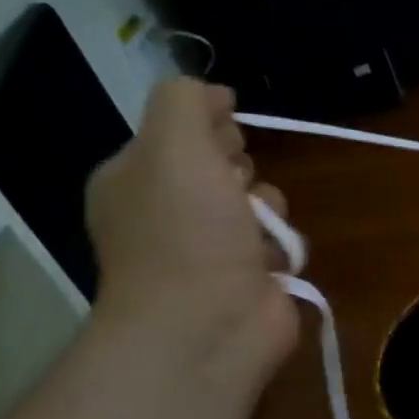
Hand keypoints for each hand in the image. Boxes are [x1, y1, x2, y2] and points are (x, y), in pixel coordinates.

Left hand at [86, 79, 298, 380]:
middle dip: (242, 171)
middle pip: (225, 164)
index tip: (222, 140)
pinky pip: (280, 240)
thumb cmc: (185, 232)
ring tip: (260, 232)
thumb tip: (215, 94)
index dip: (210, 127)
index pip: (181, 130)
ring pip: (260, 202)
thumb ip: (187, 102)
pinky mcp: (249, 277)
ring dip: (269, 210)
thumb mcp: (174, 145)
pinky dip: (283, 245)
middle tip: (235, 190)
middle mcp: (169, 211)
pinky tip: (273, 261)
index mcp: (135, 178)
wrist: (209, 325)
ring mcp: (209, 249)